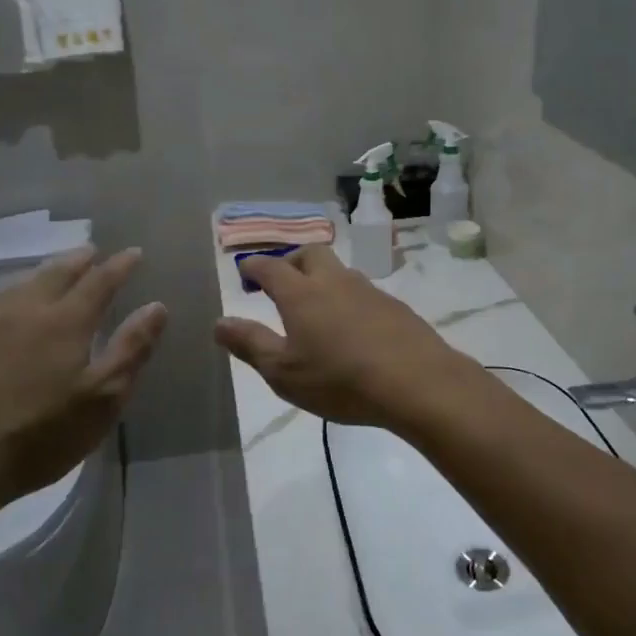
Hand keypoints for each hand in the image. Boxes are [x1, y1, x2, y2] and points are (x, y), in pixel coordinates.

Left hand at [0, 246, 167, 510]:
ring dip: (45, 273)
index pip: (99, 282)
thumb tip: (157, 306)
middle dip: (78, 260)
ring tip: (55, 271)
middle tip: (92, 250)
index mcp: (65, 322)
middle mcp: (25, 312)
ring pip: (21, 285)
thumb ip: (131, 349)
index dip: (120, 266)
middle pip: (56, 274)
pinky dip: (12, 295)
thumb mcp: (102, 398)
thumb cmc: (40, 434)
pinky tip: (7, 308)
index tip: (135, 252)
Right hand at [214, 245, 475, 428]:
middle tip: (280, 280)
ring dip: (322, 278)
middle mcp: (335, 282)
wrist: (416, 382)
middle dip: (290, 261)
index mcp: (302, 294)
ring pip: (339, 271)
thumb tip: (220, 322)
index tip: (245, 270)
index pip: (271, 267)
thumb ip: (250, 344)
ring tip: (315, 305)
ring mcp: (369, 291)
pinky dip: (347, 299)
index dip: (254, 266)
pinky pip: (362, 292)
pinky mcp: (395, 307)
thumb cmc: (340, 379)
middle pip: (310, 254)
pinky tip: (351, 326)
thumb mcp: (284, 372)